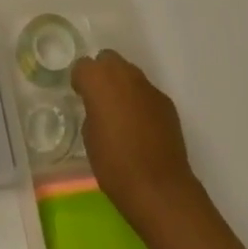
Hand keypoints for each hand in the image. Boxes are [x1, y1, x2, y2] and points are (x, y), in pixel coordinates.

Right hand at [72, 50, 201, 220]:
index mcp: (98, 79)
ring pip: (130, 75)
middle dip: (103, 75)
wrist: (160, 188)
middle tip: (101, 100)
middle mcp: (123, 74)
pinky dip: (142, 103)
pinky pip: (147, 94)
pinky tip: (143, 128)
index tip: (81, 97)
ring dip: (123, 87)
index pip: (83, 66)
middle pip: (108, 60)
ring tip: (123, 115)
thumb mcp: (89, 138)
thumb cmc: (115, 164)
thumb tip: (100, 110)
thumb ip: (92, 112)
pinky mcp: (166, 102)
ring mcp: (148, 87)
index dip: (80, 81)